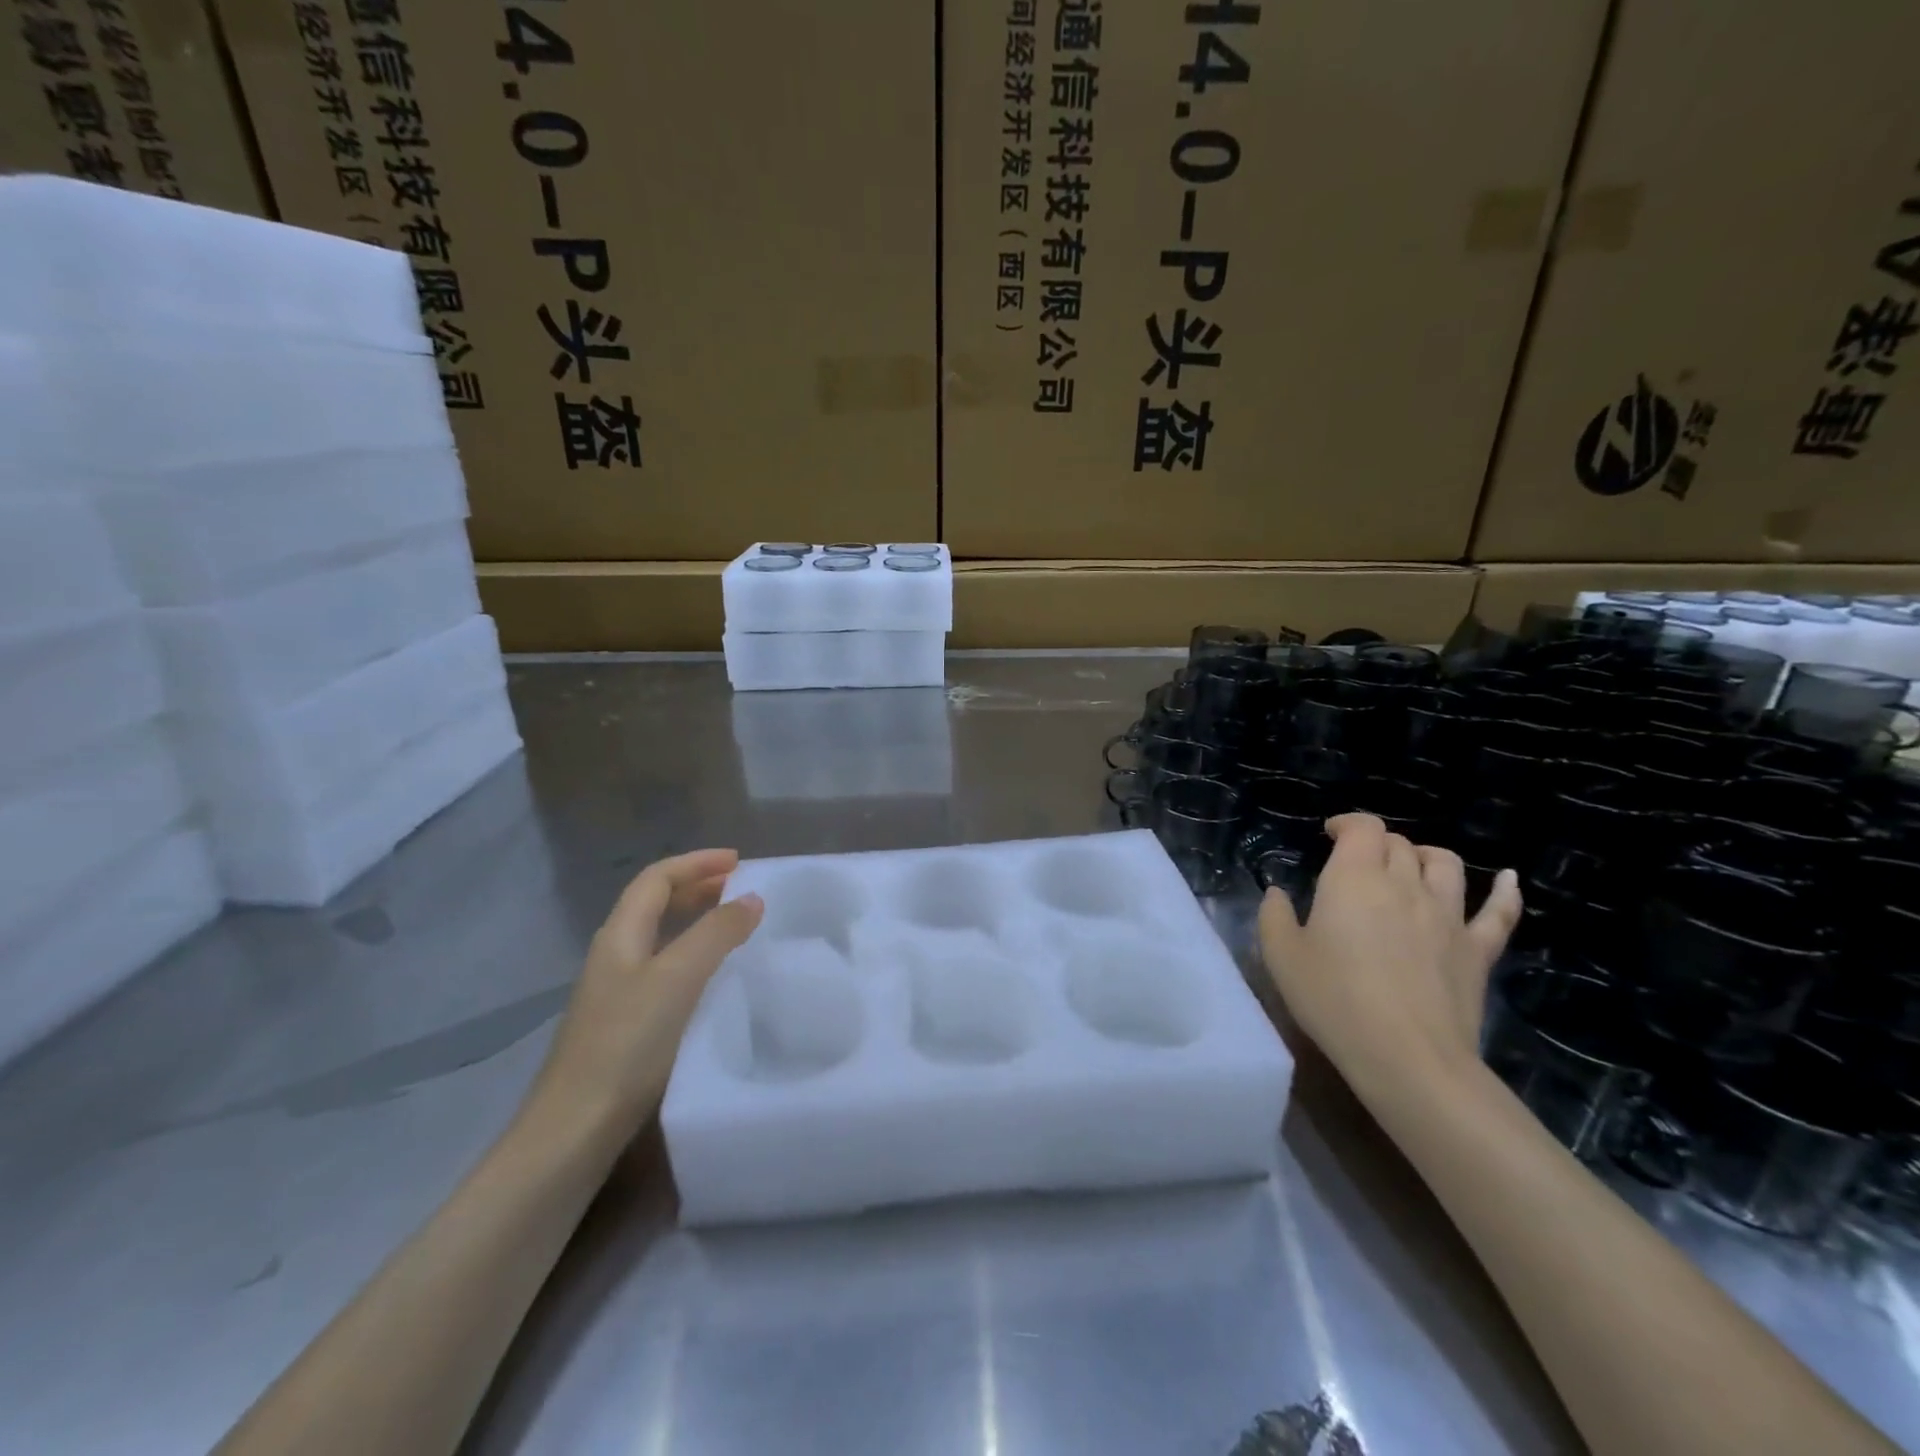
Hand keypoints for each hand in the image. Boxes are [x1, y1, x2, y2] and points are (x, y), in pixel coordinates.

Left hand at [528, 849, 762, 1141]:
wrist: (573, 1131)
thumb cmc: (626, 1045)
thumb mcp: (677, 979)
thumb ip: (716, 933)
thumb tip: (751, 898)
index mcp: (619, 936)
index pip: (656, 879)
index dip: (696, 863)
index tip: (739, 861)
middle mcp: (614, 956)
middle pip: (654, 904)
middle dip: (697, 887)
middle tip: (741, 889)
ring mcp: (616, 993)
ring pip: (660, 938)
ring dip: (696, 921)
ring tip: (735, 926)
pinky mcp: (624, 1025)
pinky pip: (664, 970)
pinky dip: (693, 957)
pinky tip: (713, 979)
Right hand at [1257, 814, 1521, 1103]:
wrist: (1408, 1057)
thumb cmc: (1334, 1000)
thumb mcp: (1281, 956)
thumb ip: (1275, 916)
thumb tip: (1277, 893)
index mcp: (1354, 879)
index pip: (1363, 828)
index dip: (1347, 823)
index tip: (1330, 835)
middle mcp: (1404, 885)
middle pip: (1399, 844)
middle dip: (1376, 844)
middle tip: (1356, 863)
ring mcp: (1448, 916)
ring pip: (1445, 865)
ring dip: (1425, 856)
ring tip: (1411, 865)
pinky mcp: (1477, 950)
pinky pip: (1499, 913)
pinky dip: (1505, 892)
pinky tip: (1507, 879)